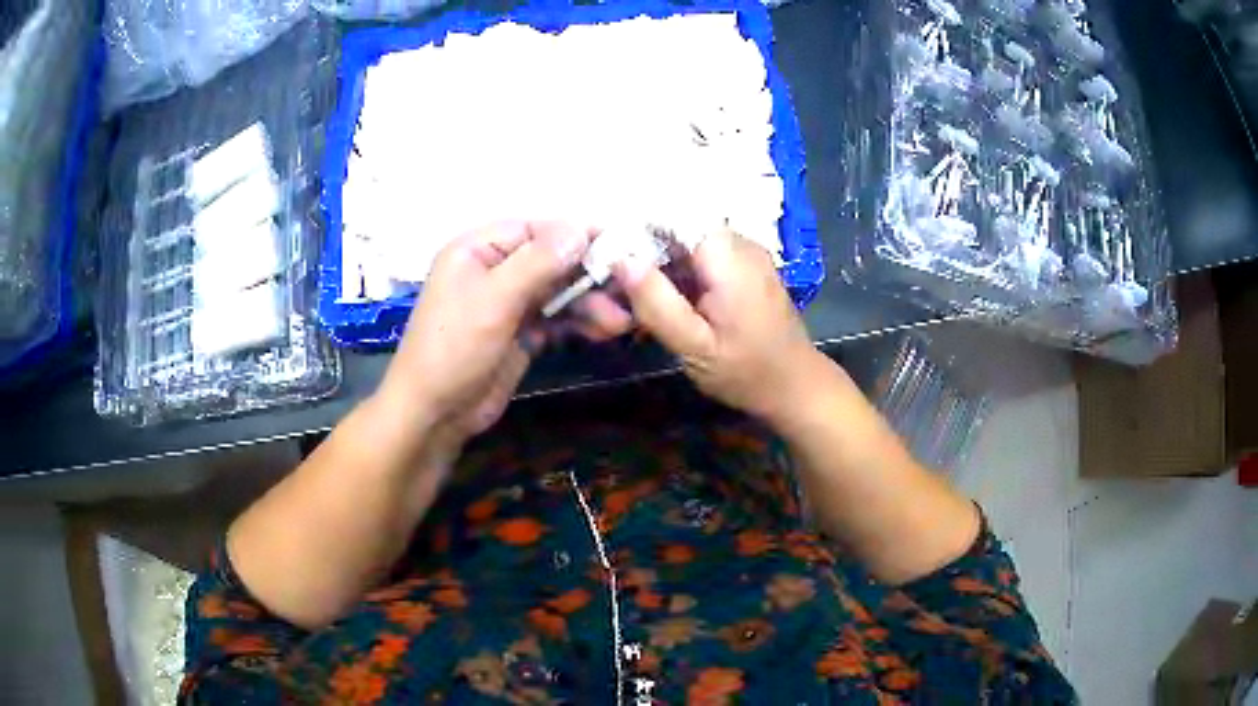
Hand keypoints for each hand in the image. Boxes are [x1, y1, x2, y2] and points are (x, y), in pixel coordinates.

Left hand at [375, 221, 630, 455]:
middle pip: (551, 261)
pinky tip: (604, 332)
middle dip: (588, 275)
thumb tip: (580, 227)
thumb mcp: (494, 300)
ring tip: (620, 322)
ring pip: (557, 292)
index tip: (619, 245)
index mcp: (478, 250)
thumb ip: (537, 263)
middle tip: (628, 288)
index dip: (576, 235)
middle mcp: (494, 270)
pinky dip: (578, 323)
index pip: (535, 230)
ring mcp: (507, 304)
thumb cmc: (453, 349)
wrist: (434, 414)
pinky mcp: (519, 334)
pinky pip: (555, 319)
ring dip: (588, 304)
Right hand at [614, 229, 824, 426]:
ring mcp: (743, 252)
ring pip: (686, 242)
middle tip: (616, 290)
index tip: (607, 260)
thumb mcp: (695, 346)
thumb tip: (621, 259)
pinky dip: (678, 274)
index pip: (669, 215)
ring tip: (634, 300)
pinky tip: (665, 303)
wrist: (795, 386)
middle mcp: (738, 242)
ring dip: (659, 266)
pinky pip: (701, 257)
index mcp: (727, 255)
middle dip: (642, 252)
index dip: (633, 230)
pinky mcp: (743, 266)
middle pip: (676, 227)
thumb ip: (657, 303)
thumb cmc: (747, 372)